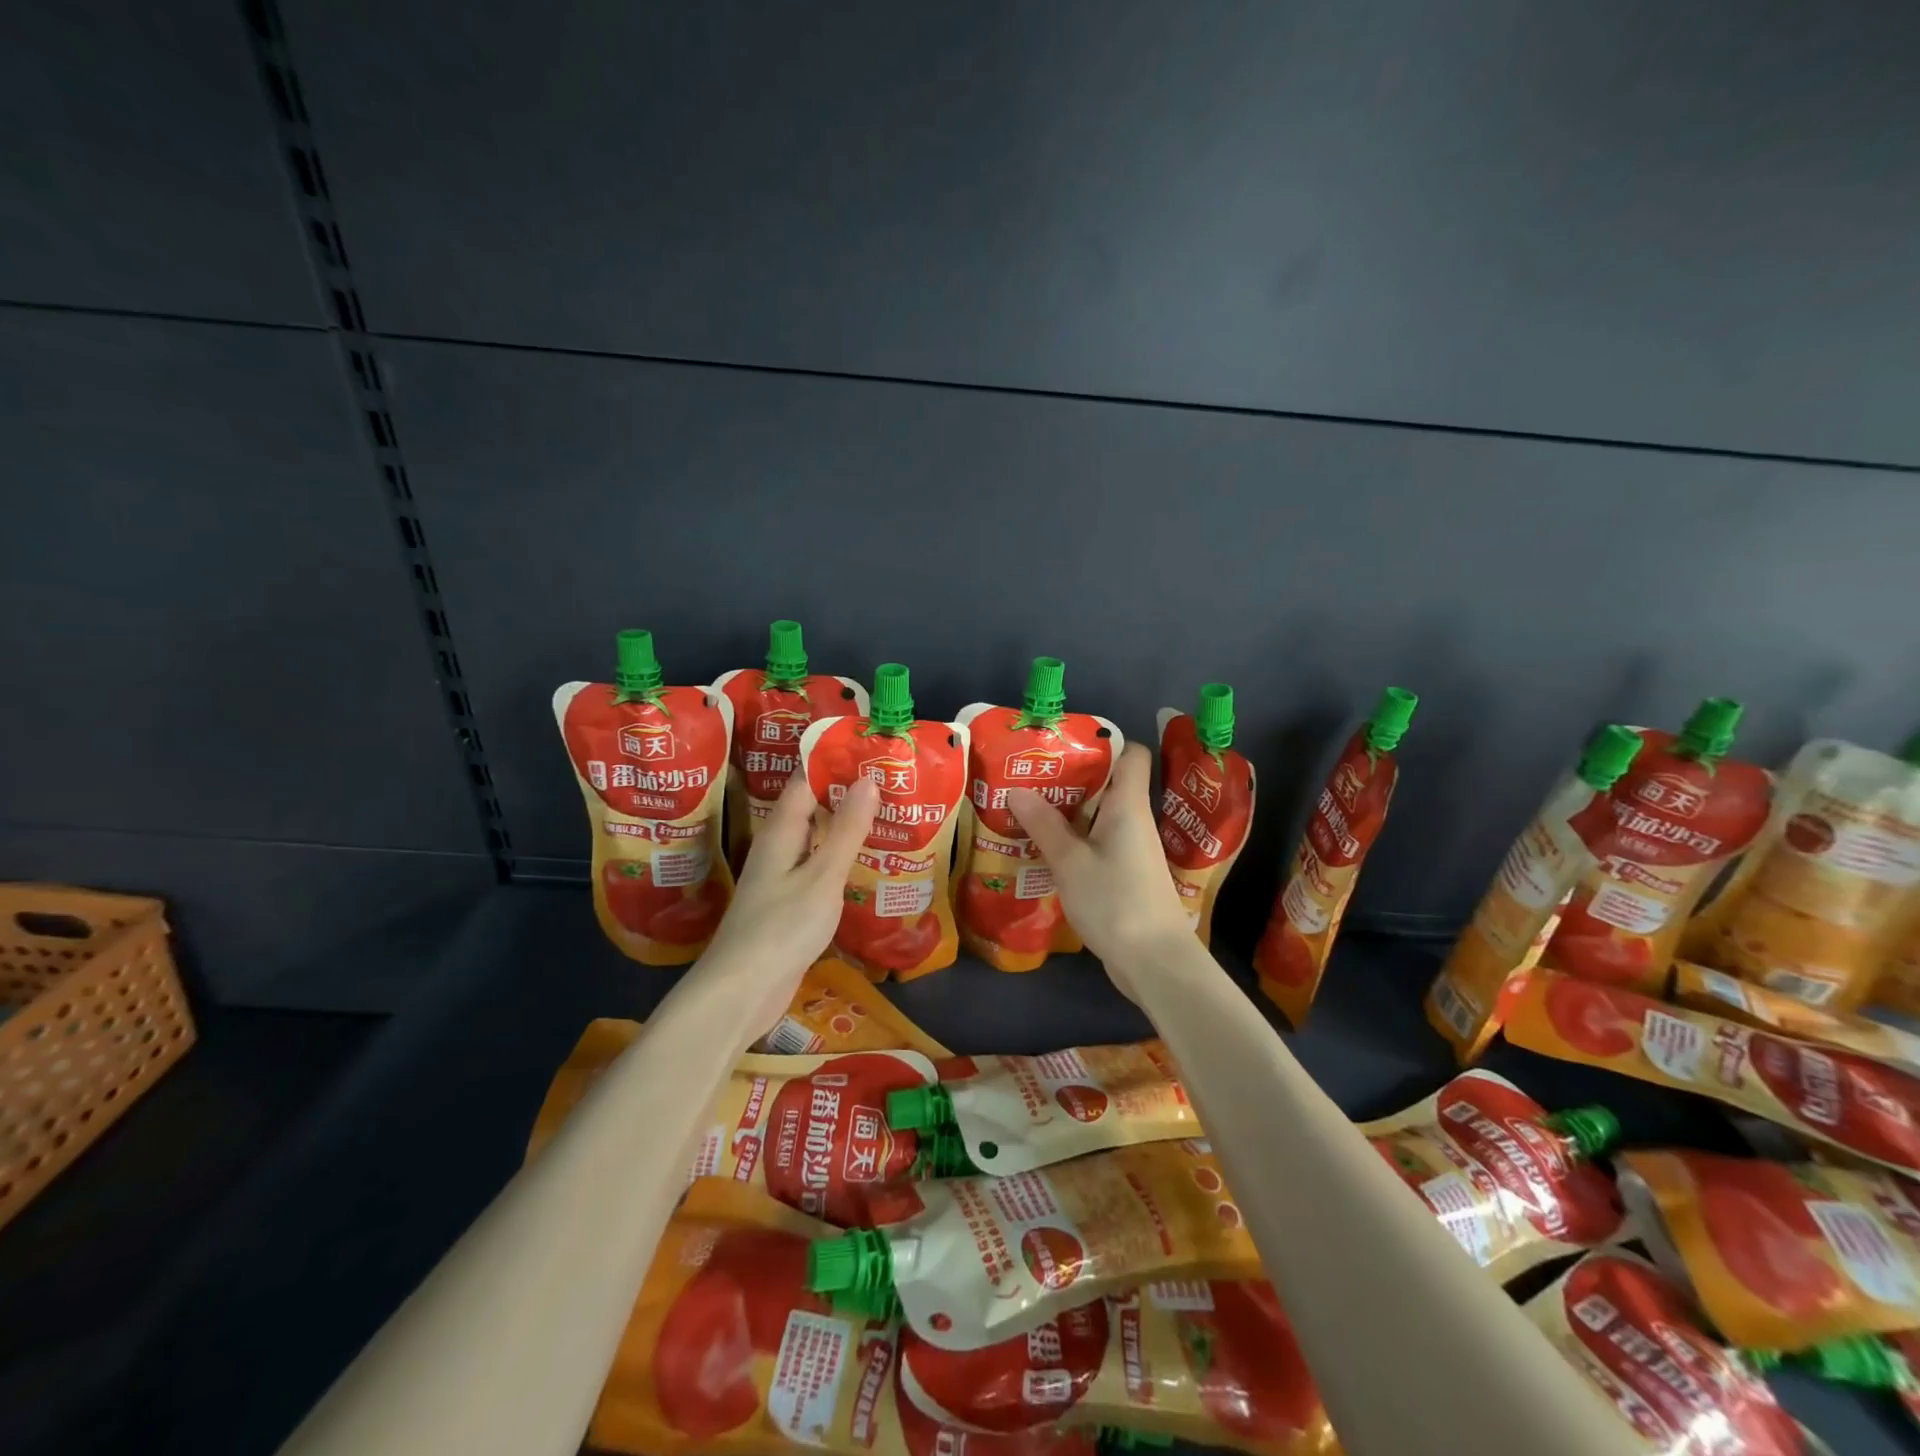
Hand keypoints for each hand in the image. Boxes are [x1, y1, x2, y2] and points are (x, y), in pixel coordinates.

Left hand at [701, 768, 877, 1036]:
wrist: (741, 992)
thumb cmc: (782, 927)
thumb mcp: (823, 875)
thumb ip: (846, 829)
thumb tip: (867, 778)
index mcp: (781, 832)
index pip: (805, 781)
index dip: (834, 762)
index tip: (871, 751)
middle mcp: (777, 849)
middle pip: (811, 809)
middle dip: (846, 794)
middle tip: (891, 783)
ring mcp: (780, 879)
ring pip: (816, 841)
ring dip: (845, 828)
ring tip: (888, 817)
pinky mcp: (787, 907)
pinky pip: (817, 870)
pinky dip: (840, 861)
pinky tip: (865, 867)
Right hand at [1010, 741, 1195, 1001]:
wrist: (1155, 962)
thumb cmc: (1115, 901)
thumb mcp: (1070, 861)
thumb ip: (1044, 825)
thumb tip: (1017, 790)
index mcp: (1128, 805)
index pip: (1133, 754)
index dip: (1104, 743)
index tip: (1064, 747)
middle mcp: (1134, 821)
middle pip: (1108, 784)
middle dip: (1070, 779)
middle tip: (1029, 779)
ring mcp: (1132, 851)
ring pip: (1099, 817)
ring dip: (1067, 813)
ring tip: (1026, 811)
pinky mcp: (1126, 876)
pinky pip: (1098, 844)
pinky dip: (1074, 842)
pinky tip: (1044, 851)